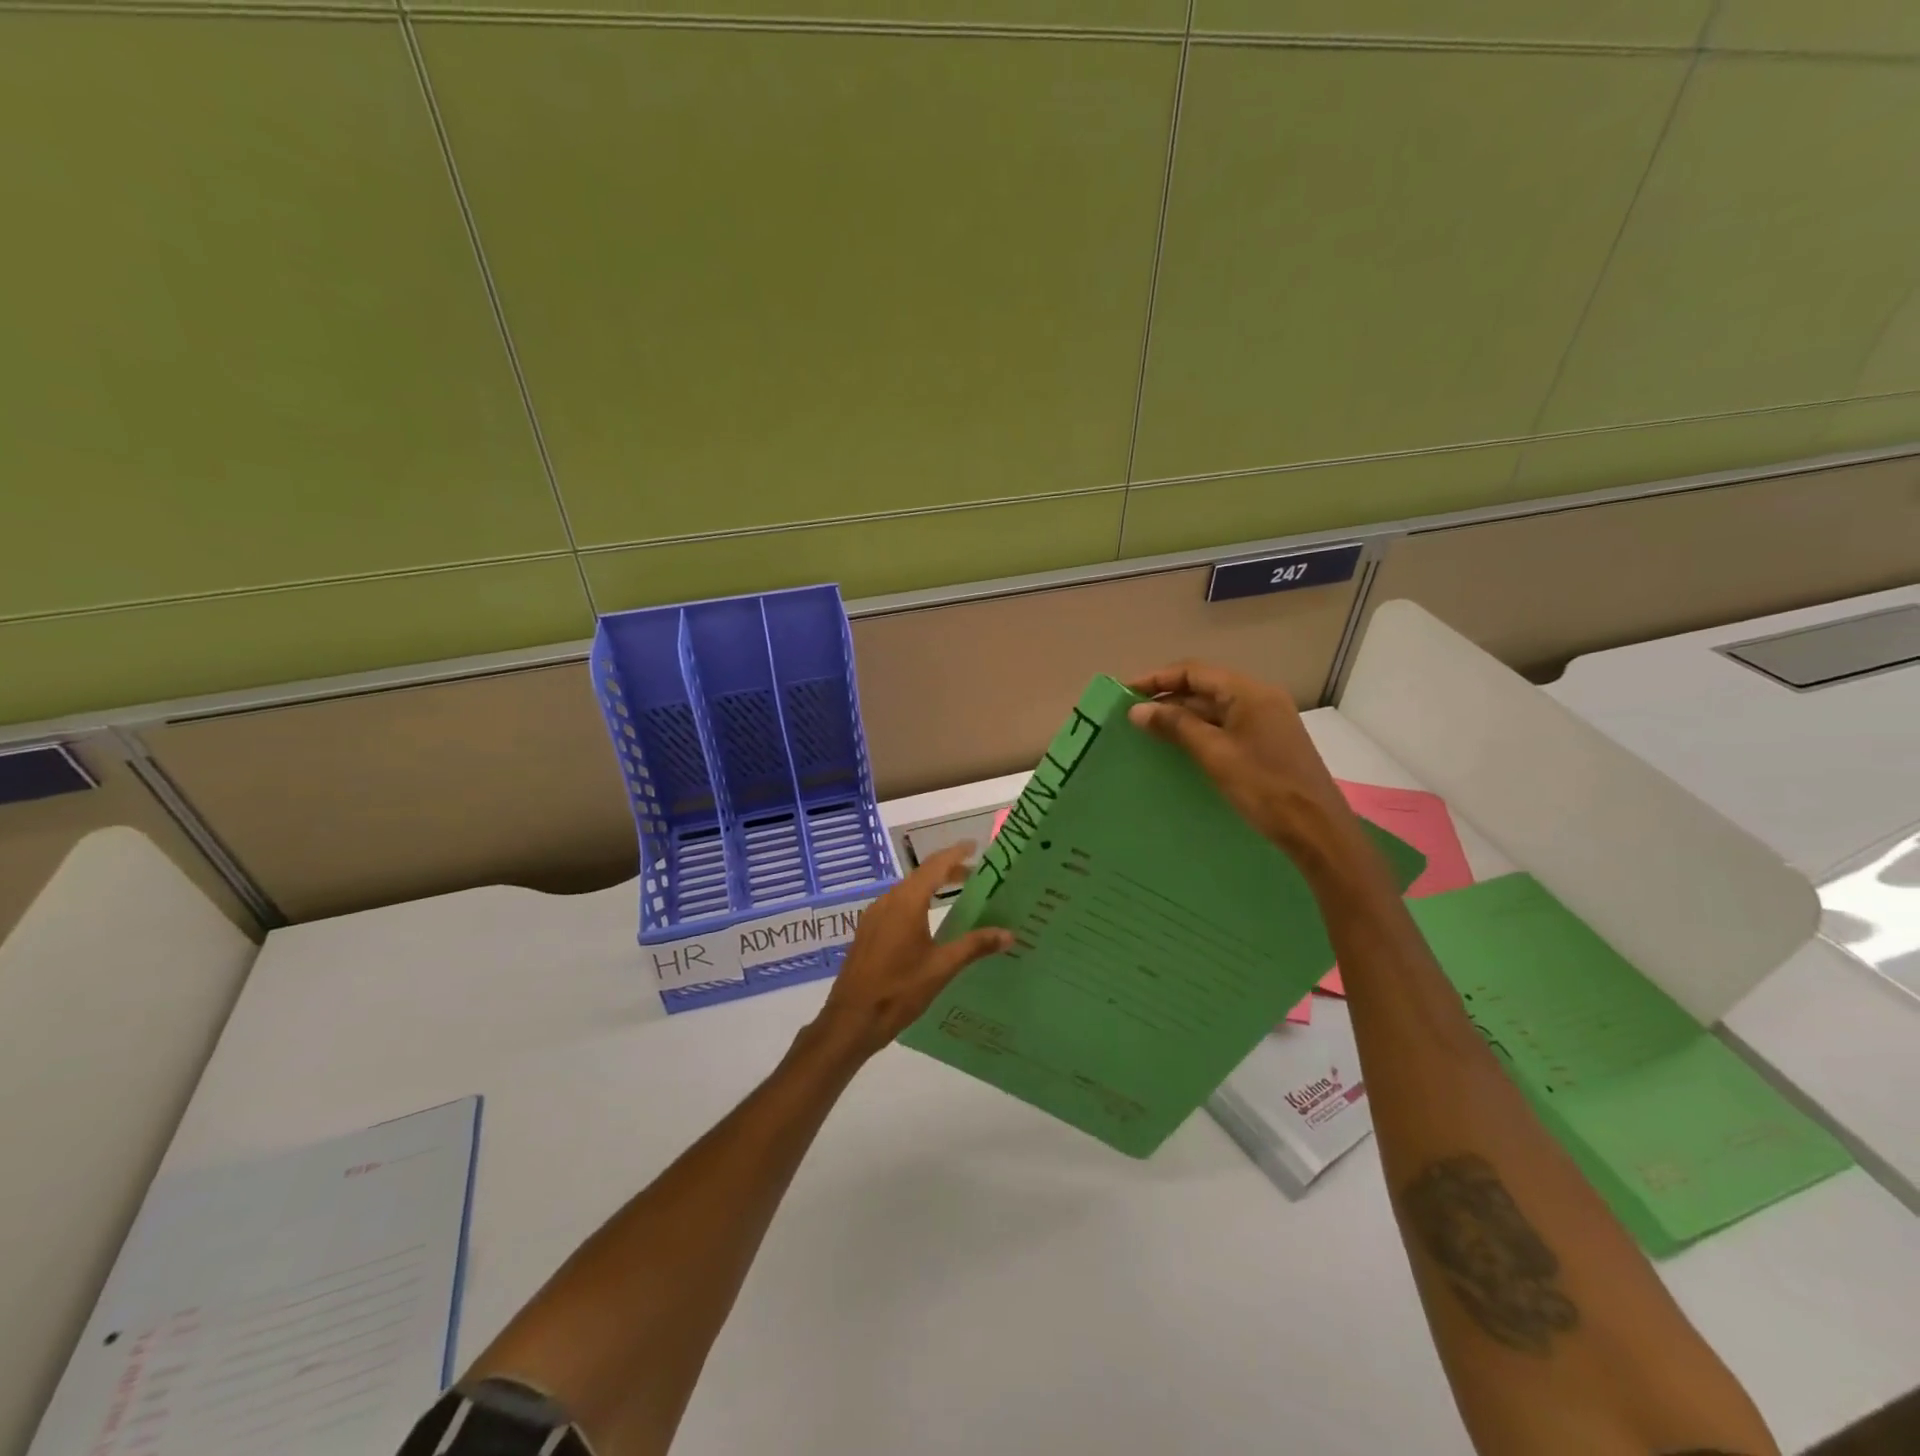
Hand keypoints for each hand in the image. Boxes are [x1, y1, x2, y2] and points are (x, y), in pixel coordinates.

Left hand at [811, 843, 1013, 1059]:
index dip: (955, 853)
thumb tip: (1008, 934)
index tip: (974, 845)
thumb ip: (975, 946)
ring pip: (906, 891)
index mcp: (906, 903)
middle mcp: (888, 901)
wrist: (851, 1020)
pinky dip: (916, 903)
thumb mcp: (942, 968)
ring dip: (930, 887)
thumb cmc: (899, 991)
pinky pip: (896, 906)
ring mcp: (873, 916)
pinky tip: (927, 921)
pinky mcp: (867, 932)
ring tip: (955, 895)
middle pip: (921, 876)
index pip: (935, 866)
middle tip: (974, 875)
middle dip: (947, 871)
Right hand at [1126, 661, 1355, 862]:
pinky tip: (1177, 747)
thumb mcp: (1215, 754)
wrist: (1316, 829)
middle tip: (1131, 714)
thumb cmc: (1264, 787)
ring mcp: (1266, 721)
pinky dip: (1199, 731)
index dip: (1157, 678)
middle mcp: (1260, 699)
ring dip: (1181, 716)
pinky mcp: (1267, 743)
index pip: (1194, 672)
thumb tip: (1137, 709)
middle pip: (1205, 687)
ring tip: (1147, 730)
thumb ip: (1176, 726)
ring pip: (1214, 708)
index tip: (1125, 692)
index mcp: (1250, 693)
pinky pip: (1225, 726)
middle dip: (1167, 697)